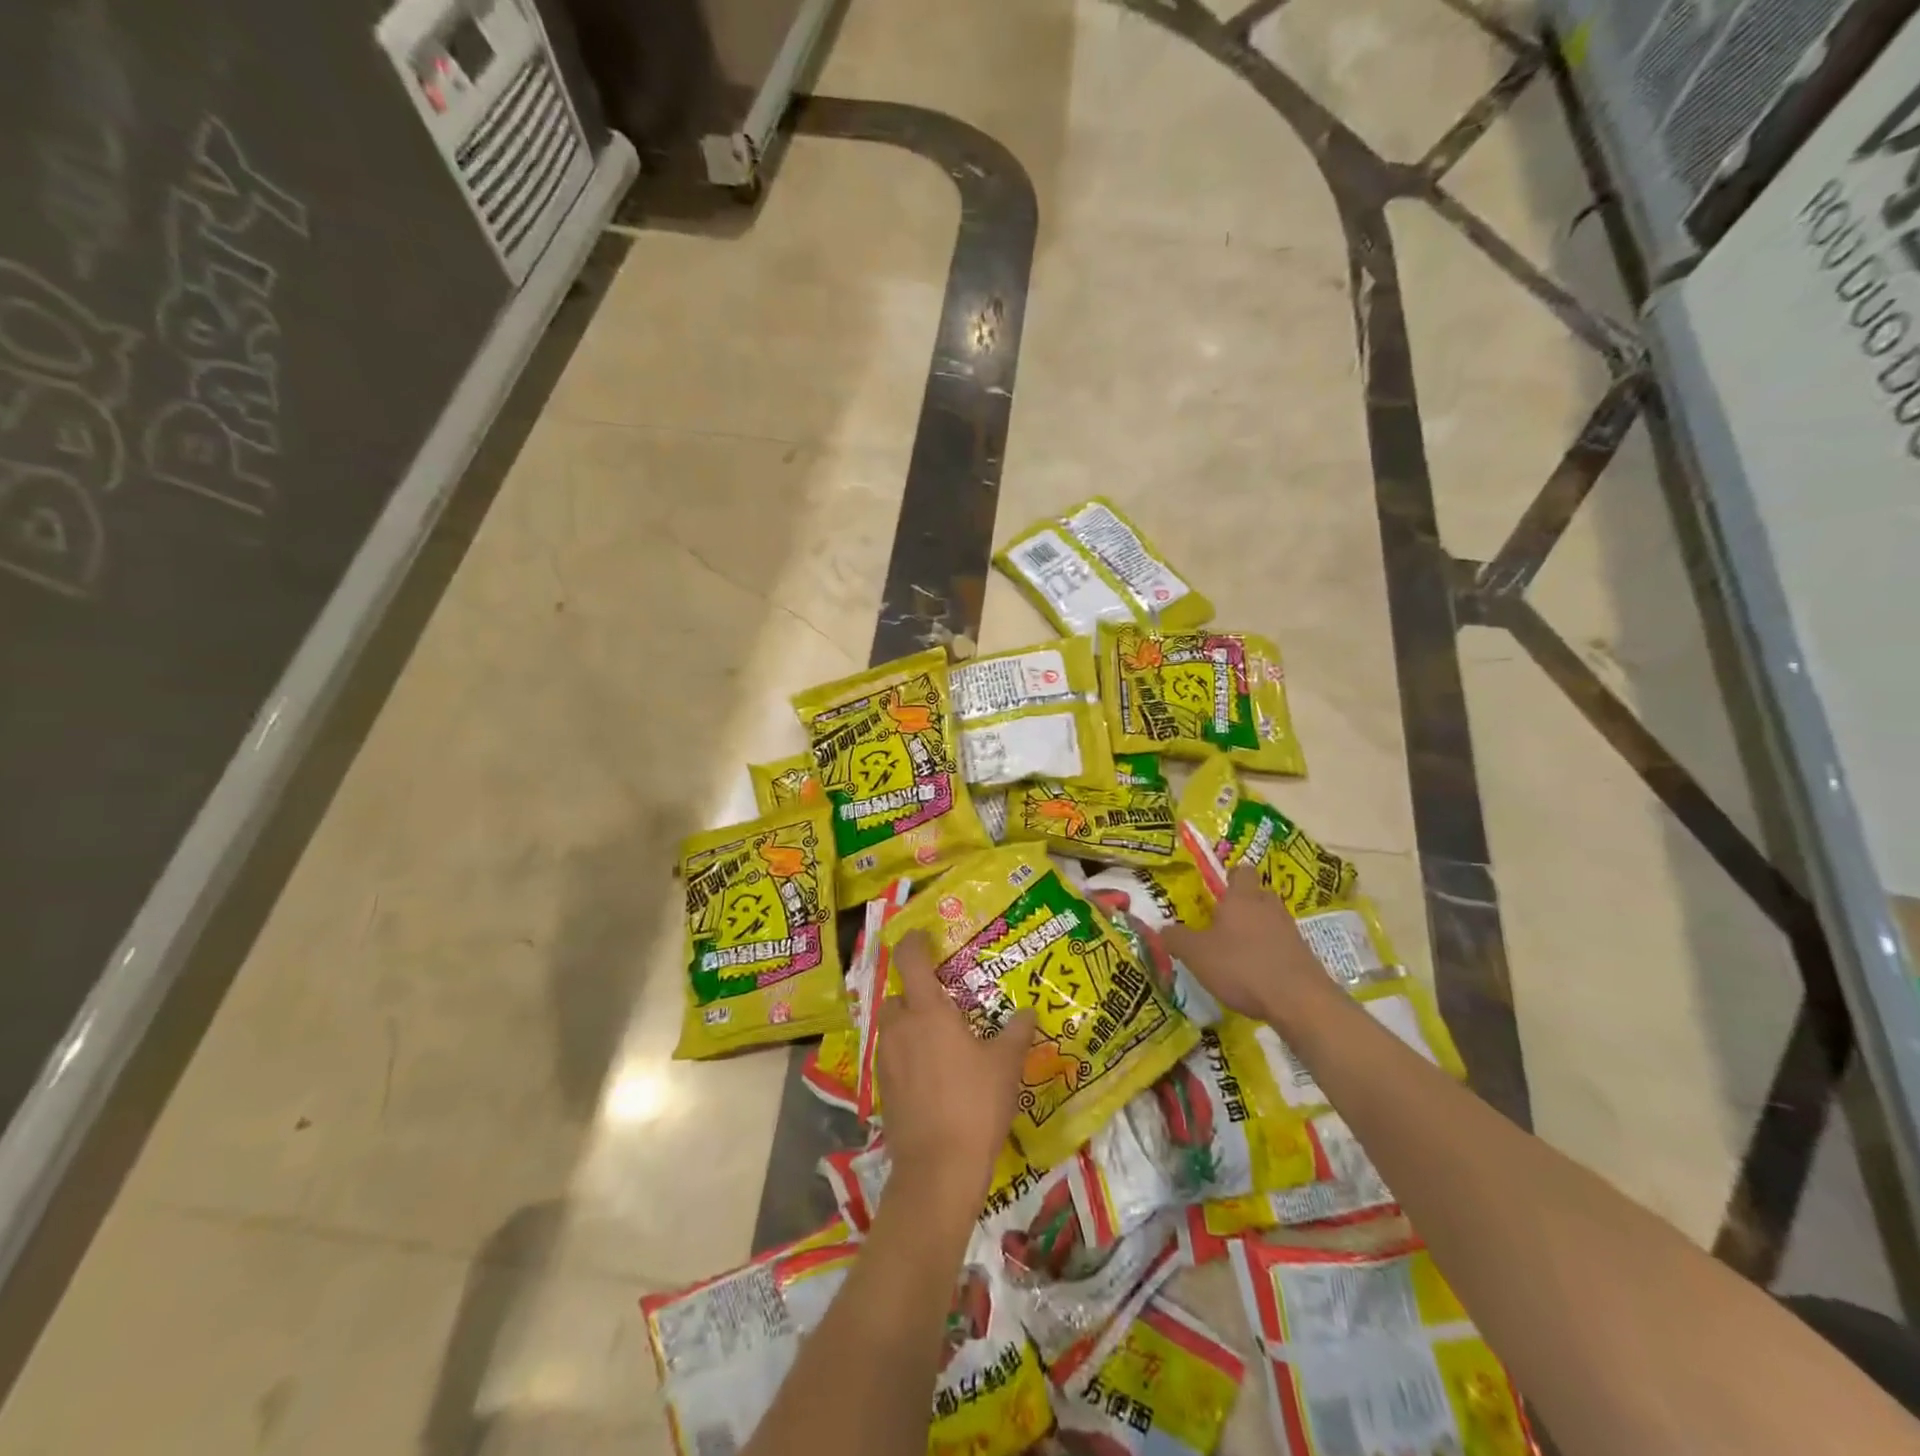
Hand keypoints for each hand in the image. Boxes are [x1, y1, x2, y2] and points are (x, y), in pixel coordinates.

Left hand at [876, 931, 1035, 1215]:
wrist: (938, 1169)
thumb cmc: (975, 1104)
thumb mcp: (1006, 1065)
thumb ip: (1016, 1033)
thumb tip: (1029, 1011)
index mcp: (928, 1011)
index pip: (911, 960)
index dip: (913, 942)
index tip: (922, 935)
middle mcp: (900, 1028)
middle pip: (897, 996)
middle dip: (913, 993)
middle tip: (941, 1002)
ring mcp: (886, 1060)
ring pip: (892, 1028)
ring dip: (908, 1025)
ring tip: (938, 1040)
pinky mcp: (882, 1090)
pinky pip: (892, 1058)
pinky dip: (906, 1055)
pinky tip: (930, 1075)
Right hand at [1160, 866, 1336, 1023]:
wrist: (1300, 1002)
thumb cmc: (1242, 967)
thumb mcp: (1195, 954)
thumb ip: (1176, 938)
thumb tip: (1163, 928)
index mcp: (1242, 898)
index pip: (1241, 871)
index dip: (1229, 877)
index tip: (1216, 891)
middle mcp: (1268, 907)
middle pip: (1257, 895)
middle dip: (1241, 906)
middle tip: (1221, 923)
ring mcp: (1290, 931)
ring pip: (1270, 921)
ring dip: (1255, 932)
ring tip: (1235, 953)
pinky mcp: (1304, 956)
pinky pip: (1281, 946)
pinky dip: (1268, 955)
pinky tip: (1255, 975)